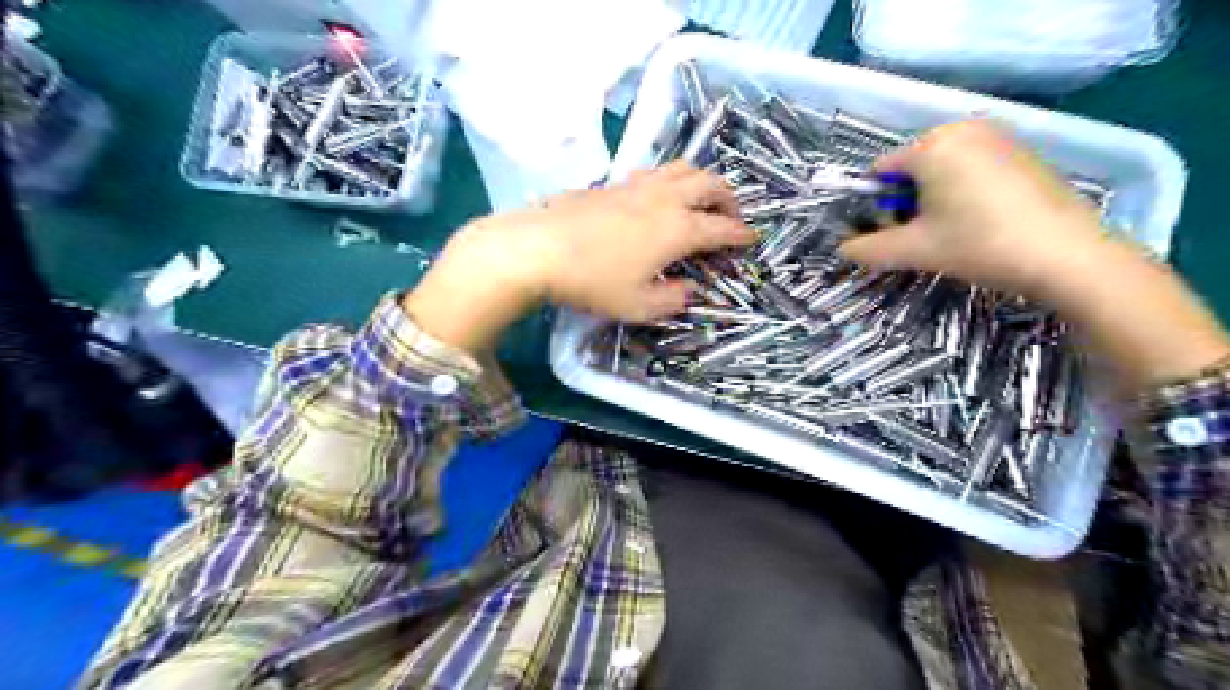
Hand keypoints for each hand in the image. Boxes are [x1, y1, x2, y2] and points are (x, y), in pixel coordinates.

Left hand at [405, 162, 753, 353]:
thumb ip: (672, 299)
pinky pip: (656, 172)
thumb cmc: (593, 282)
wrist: (537, 248)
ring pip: (683, 168)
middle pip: (710, 184)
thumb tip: (689, 292)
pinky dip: (672, 180)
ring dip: (702, 181)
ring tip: (702, 199)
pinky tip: (660, 198)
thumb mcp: (638, 306)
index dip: (741, 234)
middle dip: (729, 199)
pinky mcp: (613, 182)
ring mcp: (637, 184)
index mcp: (679, 229)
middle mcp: (665, 198)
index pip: (722, 228)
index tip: (752, 239)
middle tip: (732, 216)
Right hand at [835, 119, 1105, 300]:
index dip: (875, 203)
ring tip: (953, 230)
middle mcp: (963, 128)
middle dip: (906, 200)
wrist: (1066, 255)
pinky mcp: (1022, 151)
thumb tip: (842, 250)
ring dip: (933, 198)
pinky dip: (963, 190)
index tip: (889, 232)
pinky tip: (981, 219)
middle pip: (911, 167)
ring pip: (942, 168)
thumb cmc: (979, 244)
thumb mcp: (914, 250)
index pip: (880, 170)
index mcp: (932, 145)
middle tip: (923, 235)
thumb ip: (868, 249)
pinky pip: (972, 166)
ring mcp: (998, 136)